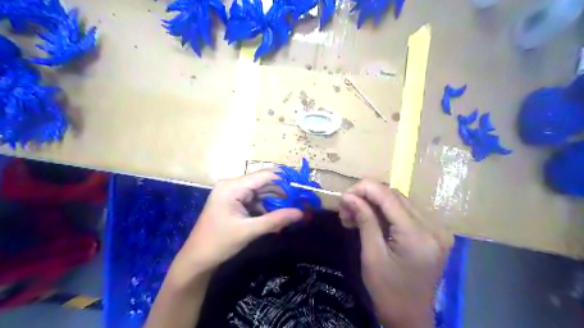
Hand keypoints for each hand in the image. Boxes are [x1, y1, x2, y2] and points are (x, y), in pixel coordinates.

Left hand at [170, 172, 302, 286]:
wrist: (196, 259)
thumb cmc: (219, 243)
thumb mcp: (249, 231)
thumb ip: (276, 220)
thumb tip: (301, 213)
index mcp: (232, 186)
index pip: (265, 176)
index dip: (285, 181)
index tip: (302, 189)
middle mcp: (233, 185)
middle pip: (264, 183)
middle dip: (282, 193)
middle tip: (300, 202)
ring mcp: (233, 193)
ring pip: (261, 192)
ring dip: (275, 201)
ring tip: (292, 210)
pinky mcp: (234, 202)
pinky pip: (255, 200)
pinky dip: (266, 207)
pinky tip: (277, 216)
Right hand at [338, 179, 450, 326]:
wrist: (411, 317)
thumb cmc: (387, 291)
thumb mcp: (371, 255)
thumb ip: (364, 220)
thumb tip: (348, 196)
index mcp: (417, 235)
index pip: (388, 196)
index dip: (363, 189)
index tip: (343, 196)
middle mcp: (433, 227)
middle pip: (395, 195)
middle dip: (367, 197)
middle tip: (346, 210)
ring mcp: (437, 229)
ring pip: (400, 201)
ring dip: (375, 203)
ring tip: (355, 216)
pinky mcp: (434, 232)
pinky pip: (406, 211)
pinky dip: (386, 211)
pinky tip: (372, 219)